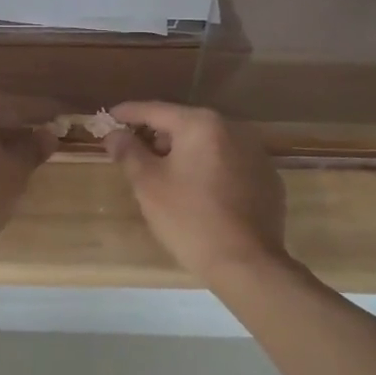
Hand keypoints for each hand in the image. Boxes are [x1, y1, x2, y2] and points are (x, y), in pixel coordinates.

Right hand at [106, 102, 286, 280]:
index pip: (155, 110)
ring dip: (184, 153)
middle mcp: (232, 128)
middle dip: (157, 136)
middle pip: (183, 124)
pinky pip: (229, 164)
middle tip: (134, 153)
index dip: (128, 113)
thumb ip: (128, 152)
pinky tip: (199, 193)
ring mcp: (255, 153)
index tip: (108, 118)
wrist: (246, 264)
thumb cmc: (189, 218)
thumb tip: (115, 134)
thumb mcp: (148, 184)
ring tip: (164, 175)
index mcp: (201, 124)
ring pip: (208, 144)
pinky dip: (209, 169)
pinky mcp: (267, 178)